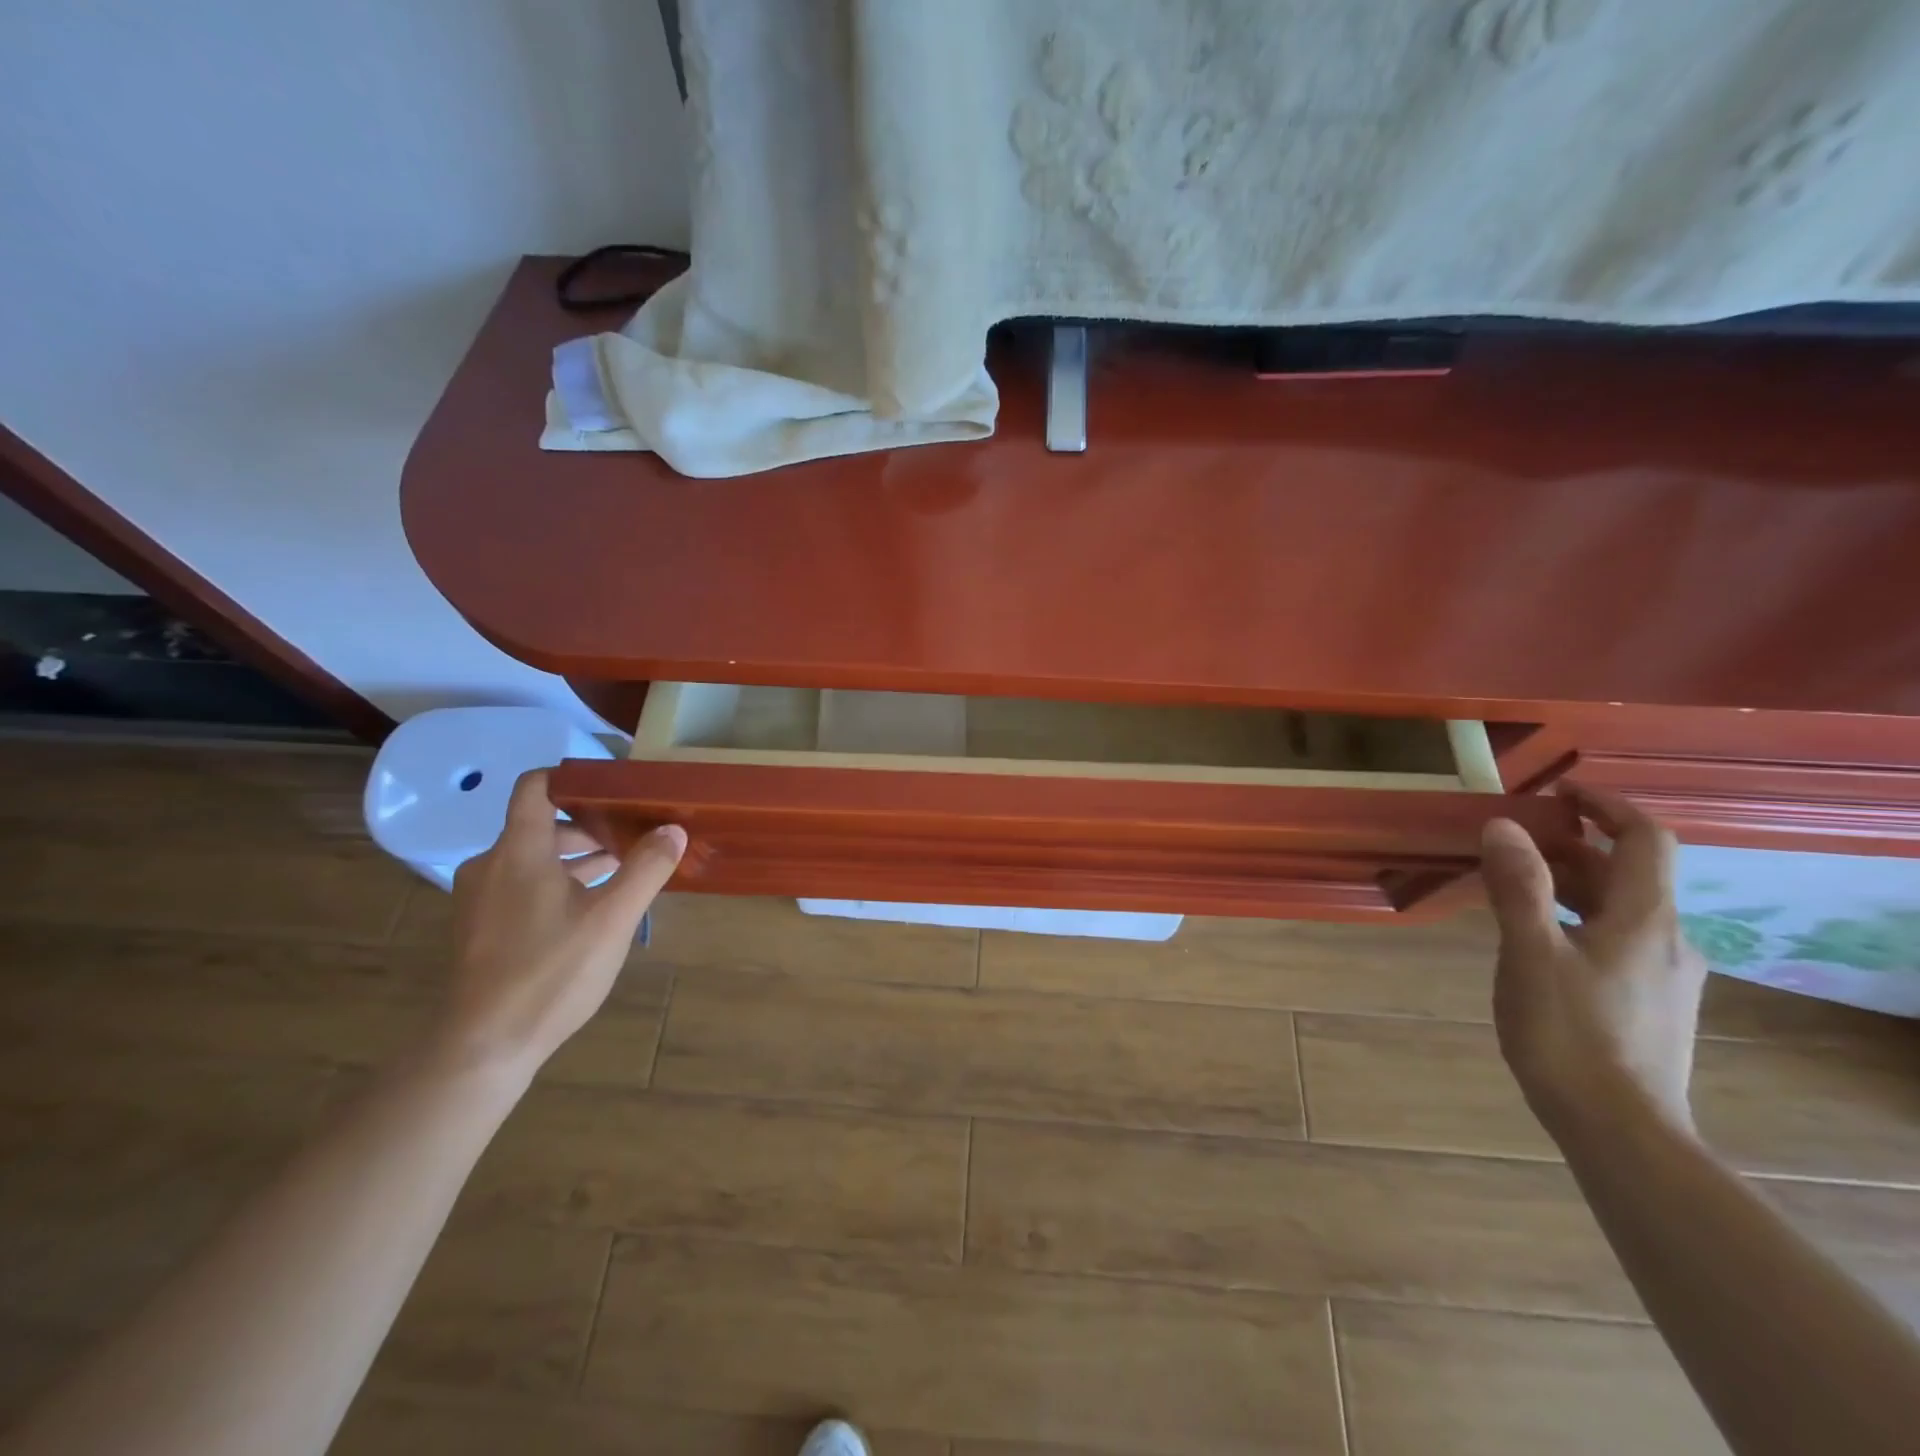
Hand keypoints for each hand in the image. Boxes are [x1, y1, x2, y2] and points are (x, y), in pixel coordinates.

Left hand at [433, 769, 684, 1079]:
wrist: (483, 1047)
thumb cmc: (550, 972)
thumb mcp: (612, 919)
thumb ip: (646, 869)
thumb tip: (674, 829)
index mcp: (518, 851)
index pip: (536, 787)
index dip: (573, 777)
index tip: (615, 786)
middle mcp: (491, 864)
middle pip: (542, 825)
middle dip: (591, 827)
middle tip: (636, 836)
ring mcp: (481, 898)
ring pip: (534, 858)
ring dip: (577, 858)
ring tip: (624, 871)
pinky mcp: (481, 926)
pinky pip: (522, 885)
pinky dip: (557, 883)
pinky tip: (592, 908)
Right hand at [1480, 782, 1706, 1135]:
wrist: (1621, 1130)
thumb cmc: (1570, 1034)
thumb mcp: (1530, 954)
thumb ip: (1518, 886)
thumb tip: (1503, 826)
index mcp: (1645, 919)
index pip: (1644, 839)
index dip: (1607, 806)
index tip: (1558, 792)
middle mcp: (1667, 939)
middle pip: (1628, 874)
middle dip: (1573, 846)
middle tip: (1512, 841)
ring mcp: (1663, 975)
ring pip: (1621, 909)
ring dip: (1572, 883)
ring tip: (1514, 885)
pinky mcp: (1649, 1003)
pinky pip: (1616, 939)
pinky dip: (1578, 918)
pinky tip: (1539, 940)